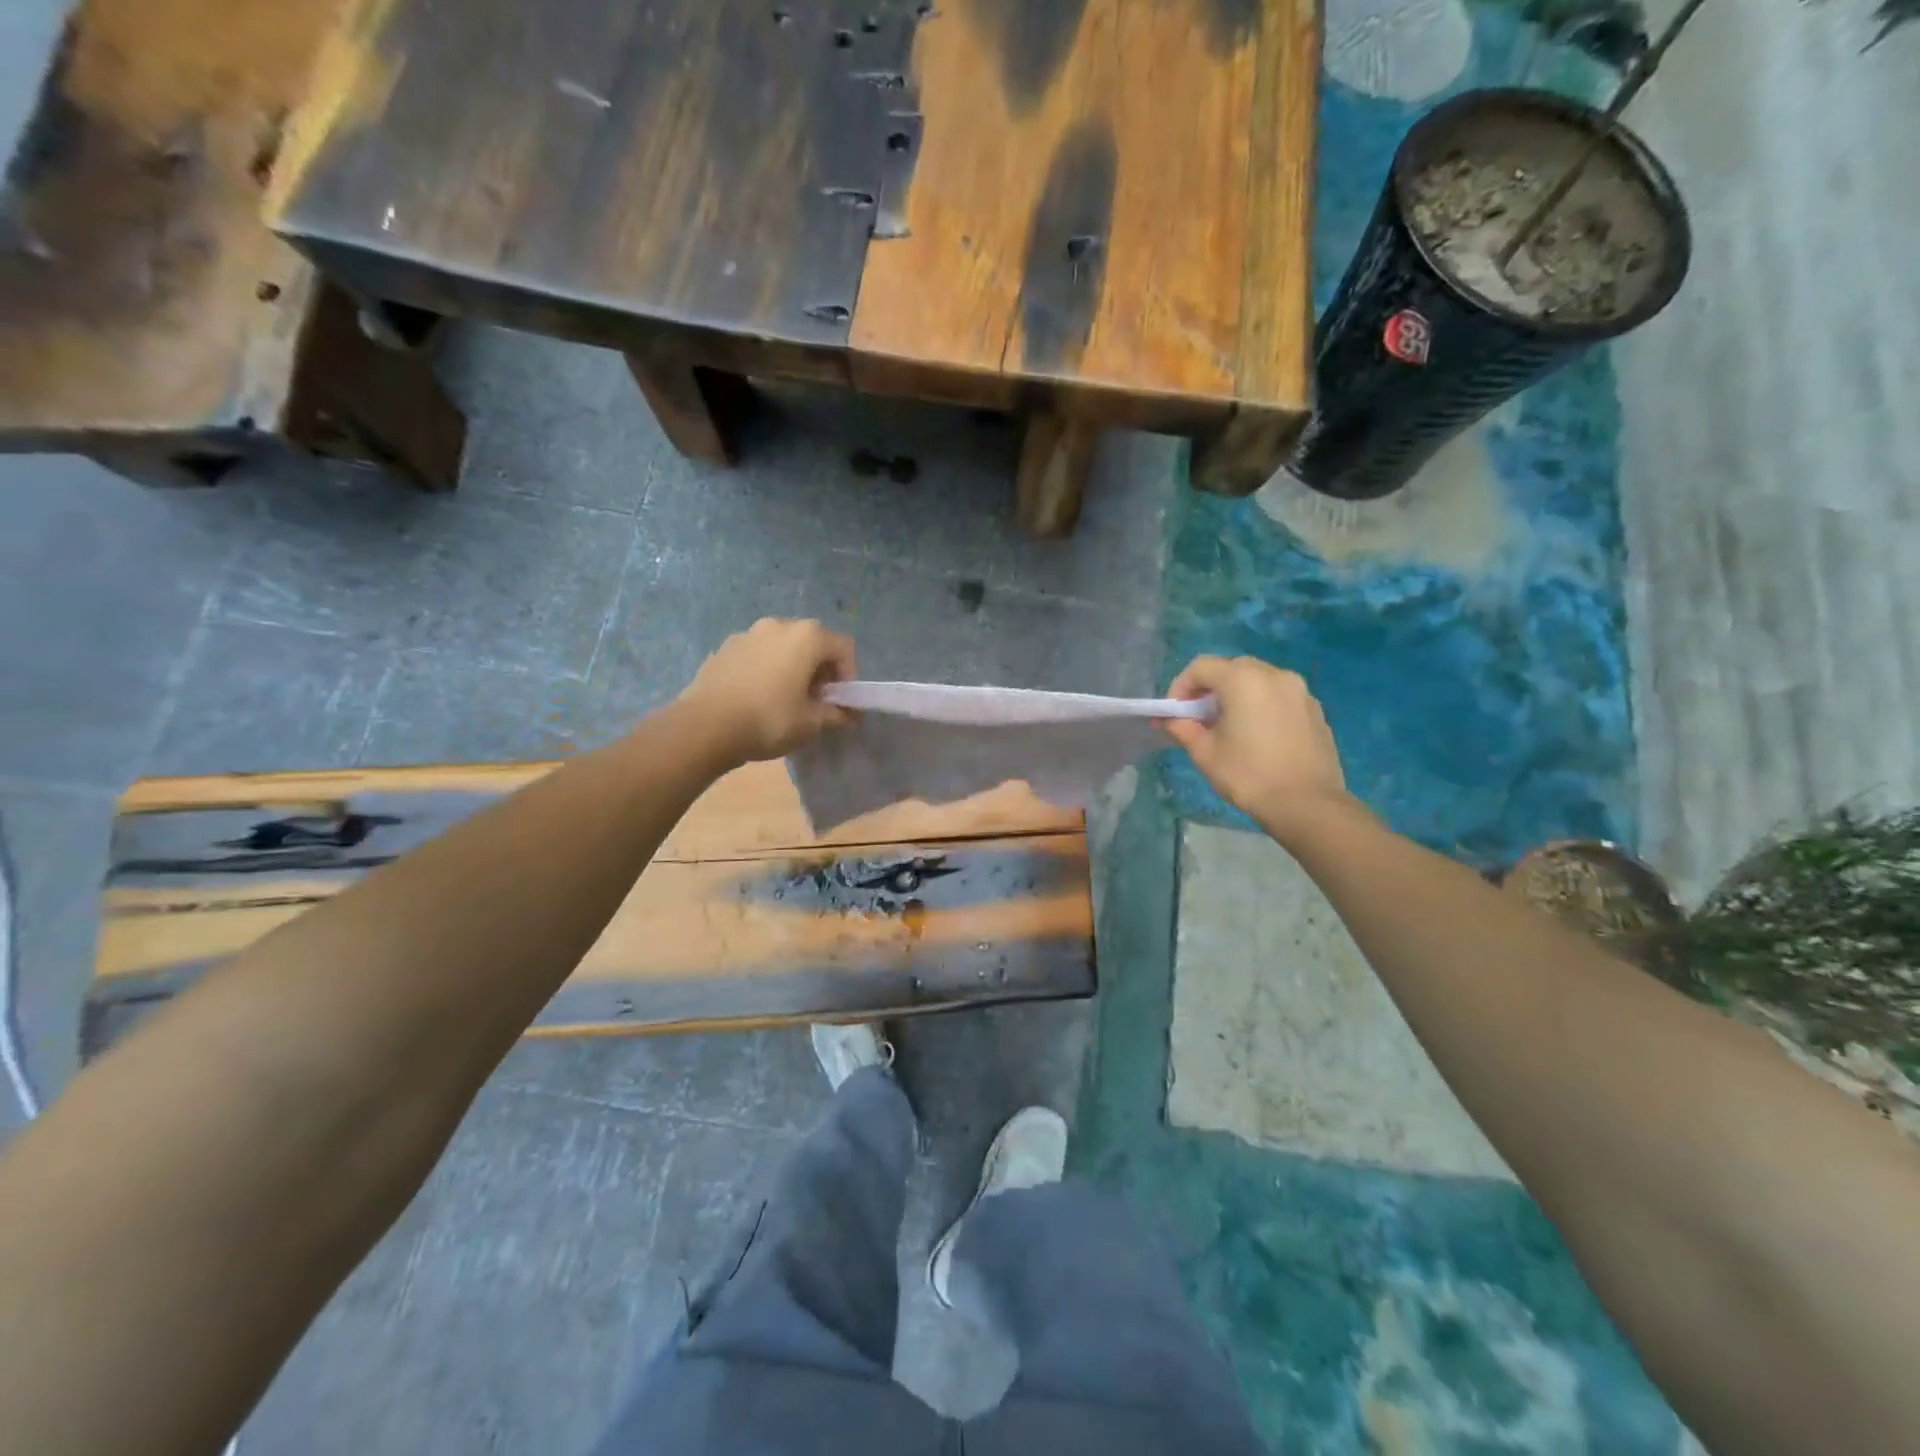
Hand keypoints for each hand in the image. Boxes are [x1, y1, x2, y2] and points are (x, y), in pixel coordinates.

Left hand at [678, 619, 857, 763]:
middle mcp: (779, 624)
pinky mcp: (725, 646)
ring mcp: (749, 632)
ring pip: (784, 645)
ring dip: (793, 666)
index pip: (844, 648)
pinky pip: (758, 653)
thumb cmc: (769, 720)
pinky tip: (758, 695)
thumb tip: (847, 713)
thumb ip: (836, 714)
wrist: (704, 726)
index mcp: (807, 637)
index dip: (849, 675)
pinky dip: (767, 668)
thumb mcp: (811, 723)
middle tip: (816, 699)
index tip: (840, 701)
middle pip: (813, 641)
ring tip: (785, 697)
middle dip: (821, 668)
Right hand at [1162, 656, 1350, 839]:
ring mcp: (1299, 690)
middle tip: (1199, 718)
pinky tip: (1258, 735)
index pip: (1201, 667)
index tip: (1175, 713)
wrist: (1308, 804)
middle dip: (1210, 688)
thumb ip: (1183, 728)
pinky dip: (1261, 704)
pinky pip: (1279, 696)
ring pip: (1258, 680)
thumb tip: (1169, 719)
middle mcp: (1274, 675)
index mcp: (1243, 680)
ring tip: (1229, 726)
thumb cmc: (1249, 776)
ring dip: (1237, 695)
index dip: (1181, 686)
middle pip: (1231, 668)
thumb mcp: (1205, 753)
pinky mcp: (1314, 709)